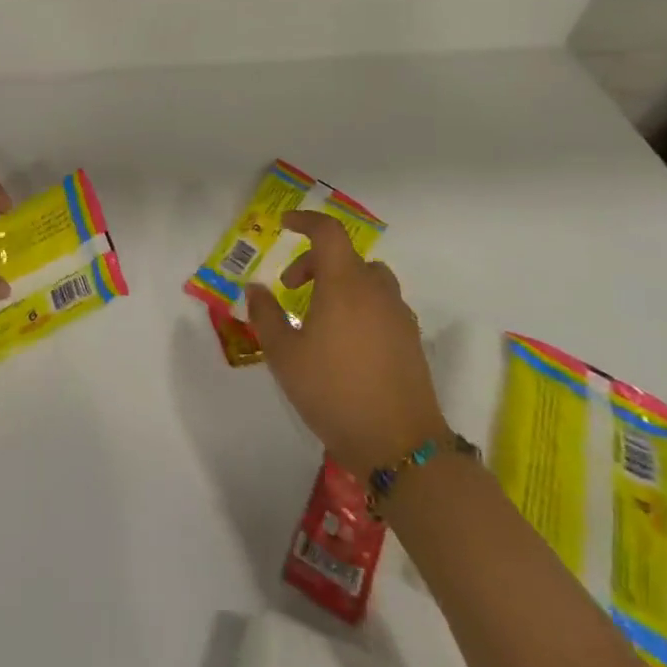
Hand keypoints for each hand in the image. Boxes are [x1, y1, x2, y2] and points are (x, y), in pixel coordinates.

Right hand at [246, 209, 447, 478]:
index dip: (306, 221)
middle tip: (290, 288)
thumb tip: (256, 289)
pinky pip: (382, 304)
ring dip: (340, 282)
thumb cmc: (333, 391)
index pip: (328, 232)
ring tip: (319, 314)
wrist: (400, 445)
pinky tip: (345, 340)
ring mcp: (399, 315)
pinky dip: (360, 304)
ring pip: (368, 279)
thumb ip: (266, 315)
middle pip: (346, 256)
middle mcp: (376, 290)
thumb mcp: (284, 355)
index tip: (285, 225)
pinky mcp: (411, 340)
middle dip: (314, 262)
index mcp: (344, 284)